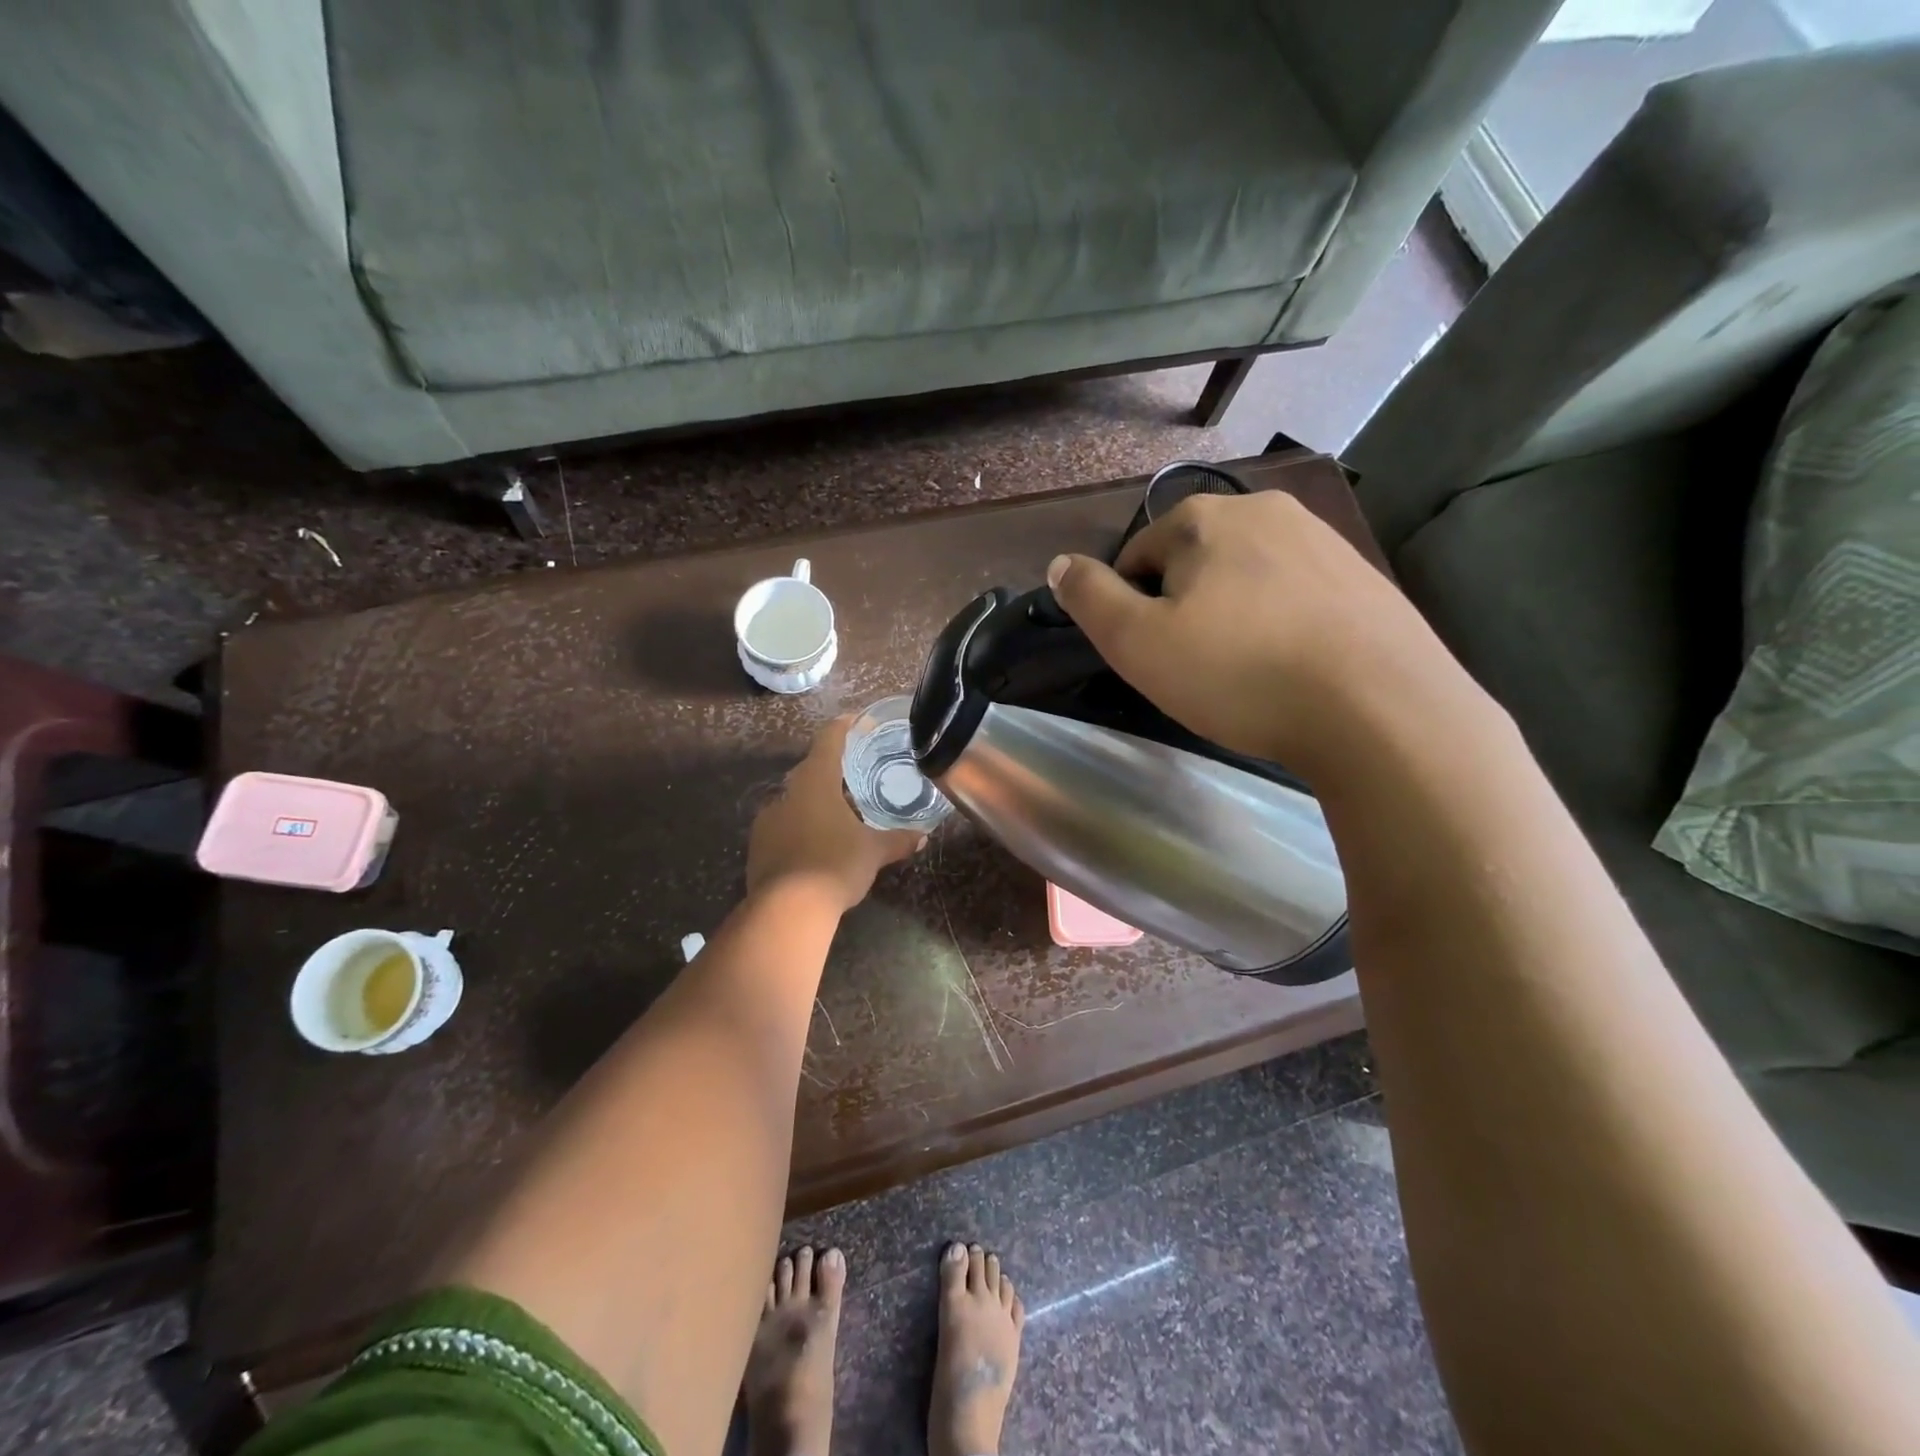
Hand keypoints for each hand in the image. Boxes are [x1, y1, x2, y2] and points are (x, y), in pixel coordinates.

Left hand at [747, 718, 925, 911]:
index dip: (843, 727)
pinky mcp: (758, 846)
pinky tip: (815, 846)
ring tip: (837, 816)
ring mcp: (767, 820)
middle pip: (810, 771)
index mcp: (816, 782)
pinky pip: (783, 827)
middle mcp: (787, 793)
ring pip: (794, 801)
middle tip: (854, 777)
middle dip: (831, 771)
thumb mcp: (874, 852)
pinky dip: (799, 828)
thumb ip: (897, 840)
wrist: (786, 910)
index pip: (828, 740)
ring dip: (814, 803)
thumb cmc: (835, 865)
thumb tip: (922, 836)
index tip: (855, 721)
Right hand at [1045, 491, 1459, 771]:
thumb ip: (1090, 598)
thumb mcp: (1137, 642)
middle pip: (1194, 561)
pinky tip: (1293, 667)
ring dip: (1233, 614)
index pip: (1137, 555)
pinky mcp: (1365, 577)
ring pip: (1248, 577)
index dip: (1131, 607)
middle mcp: (1265, 510)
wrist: (1379, 708)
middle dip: (1184, 606)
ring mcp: (1324, 540)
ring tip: (1245, 671)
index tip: (1150, 655)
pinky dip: (1282, 623)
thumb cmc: (1239, 673)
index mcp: (1204, 518)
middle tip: (1195, 667)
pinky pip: (1298, 595)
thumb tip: (1060, 564)